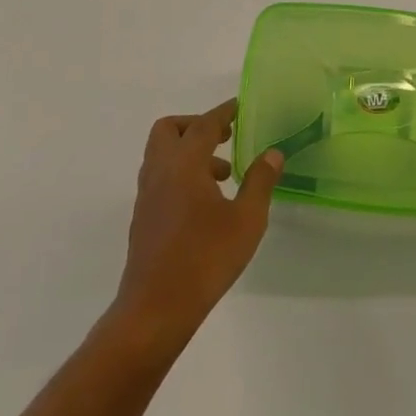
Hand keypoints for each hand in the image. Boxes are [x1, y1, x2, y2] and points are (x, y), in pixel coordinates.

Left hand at [111, 99, 283, 346]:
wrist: (156, 308)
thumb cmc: (205, 259)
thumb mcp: (246, 220)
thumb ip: (260, 181)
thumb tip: (273, 153)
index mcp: (184, 164)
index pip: (204, 124)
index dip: (223, 112)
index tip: (239, 106)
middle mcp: (160, 171)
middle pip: (170, 129)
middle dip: (196, 125)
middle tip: (225, 137)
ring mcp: (147, 195)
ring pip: (162, 154)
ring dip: (189, 151)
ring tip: (224, 174)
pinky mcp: (143, 217)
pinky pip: (160, 177)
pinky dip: (180, 173)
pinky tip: (205, 201)